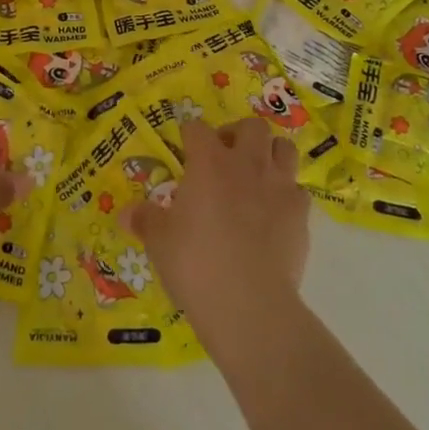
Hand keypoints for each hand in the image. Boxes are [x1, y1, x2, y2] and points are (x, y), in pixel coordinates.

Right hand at [125, 118, 309, 320]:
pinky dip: (287, 195)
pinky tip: (275, 214)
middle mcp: (246, 164)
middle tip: (225, 157)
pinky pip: (298, 190)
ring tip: (256, 175)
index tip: (185, 150)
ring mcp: (279, 186)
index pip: (197, 129)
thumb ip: (145, 220)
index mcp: (207, 162)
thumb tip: (126, 213)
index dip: (189, 136)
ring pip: (284, 148)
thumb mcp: (159, 242)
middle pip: (251, 126)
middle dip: (238, 134)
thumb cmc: (195, 263)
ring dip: (270, 154)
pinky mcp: (301, 214)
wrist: (249, 303)